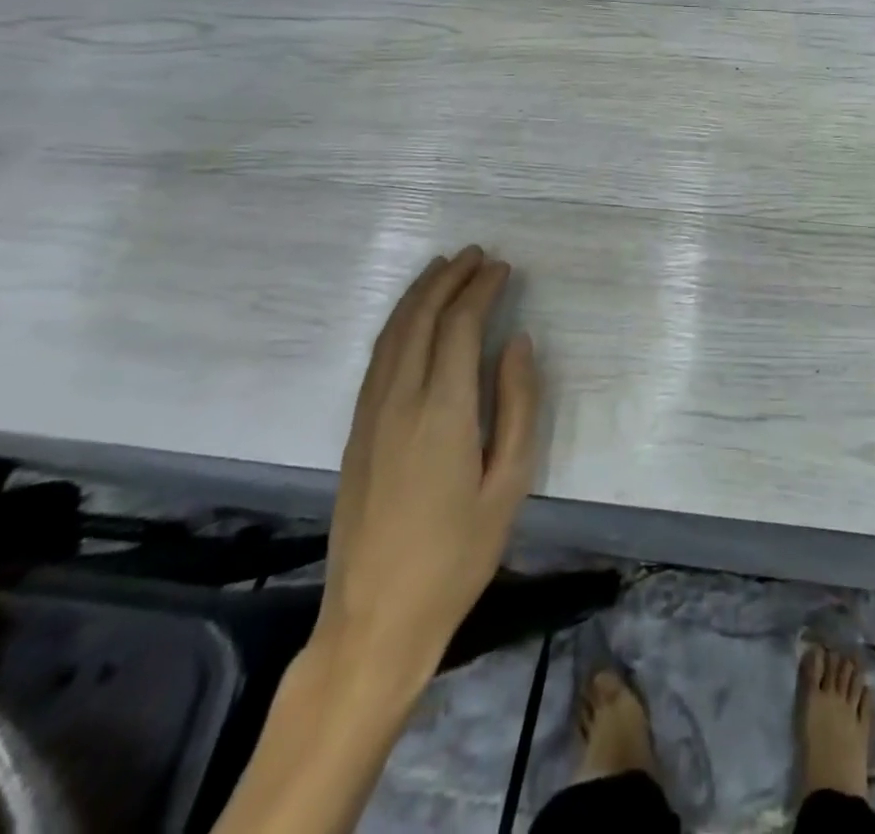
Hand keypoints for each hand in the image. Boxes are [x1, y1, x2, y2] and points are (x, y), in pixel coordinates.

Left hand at [313, 247, 540, 690]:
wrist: (375, 620)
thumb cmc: (458, 554)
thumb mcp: (510, 483)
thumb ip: (519, 405)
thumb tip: (518, 344)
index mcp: (443, 411)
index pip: (460, 327)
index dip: (481, 290)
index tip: (503, 268)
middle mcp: (400, 401)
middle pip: (421, 319)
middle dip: (449, 279)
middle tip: (476, 255)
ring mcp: (370, 415)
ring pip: (392, 334)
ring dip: (419, 294)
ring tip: (444, 268)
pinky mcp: (355, 432)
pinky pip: (377, 358)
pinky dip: (398, 324)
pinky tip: (411, 318)